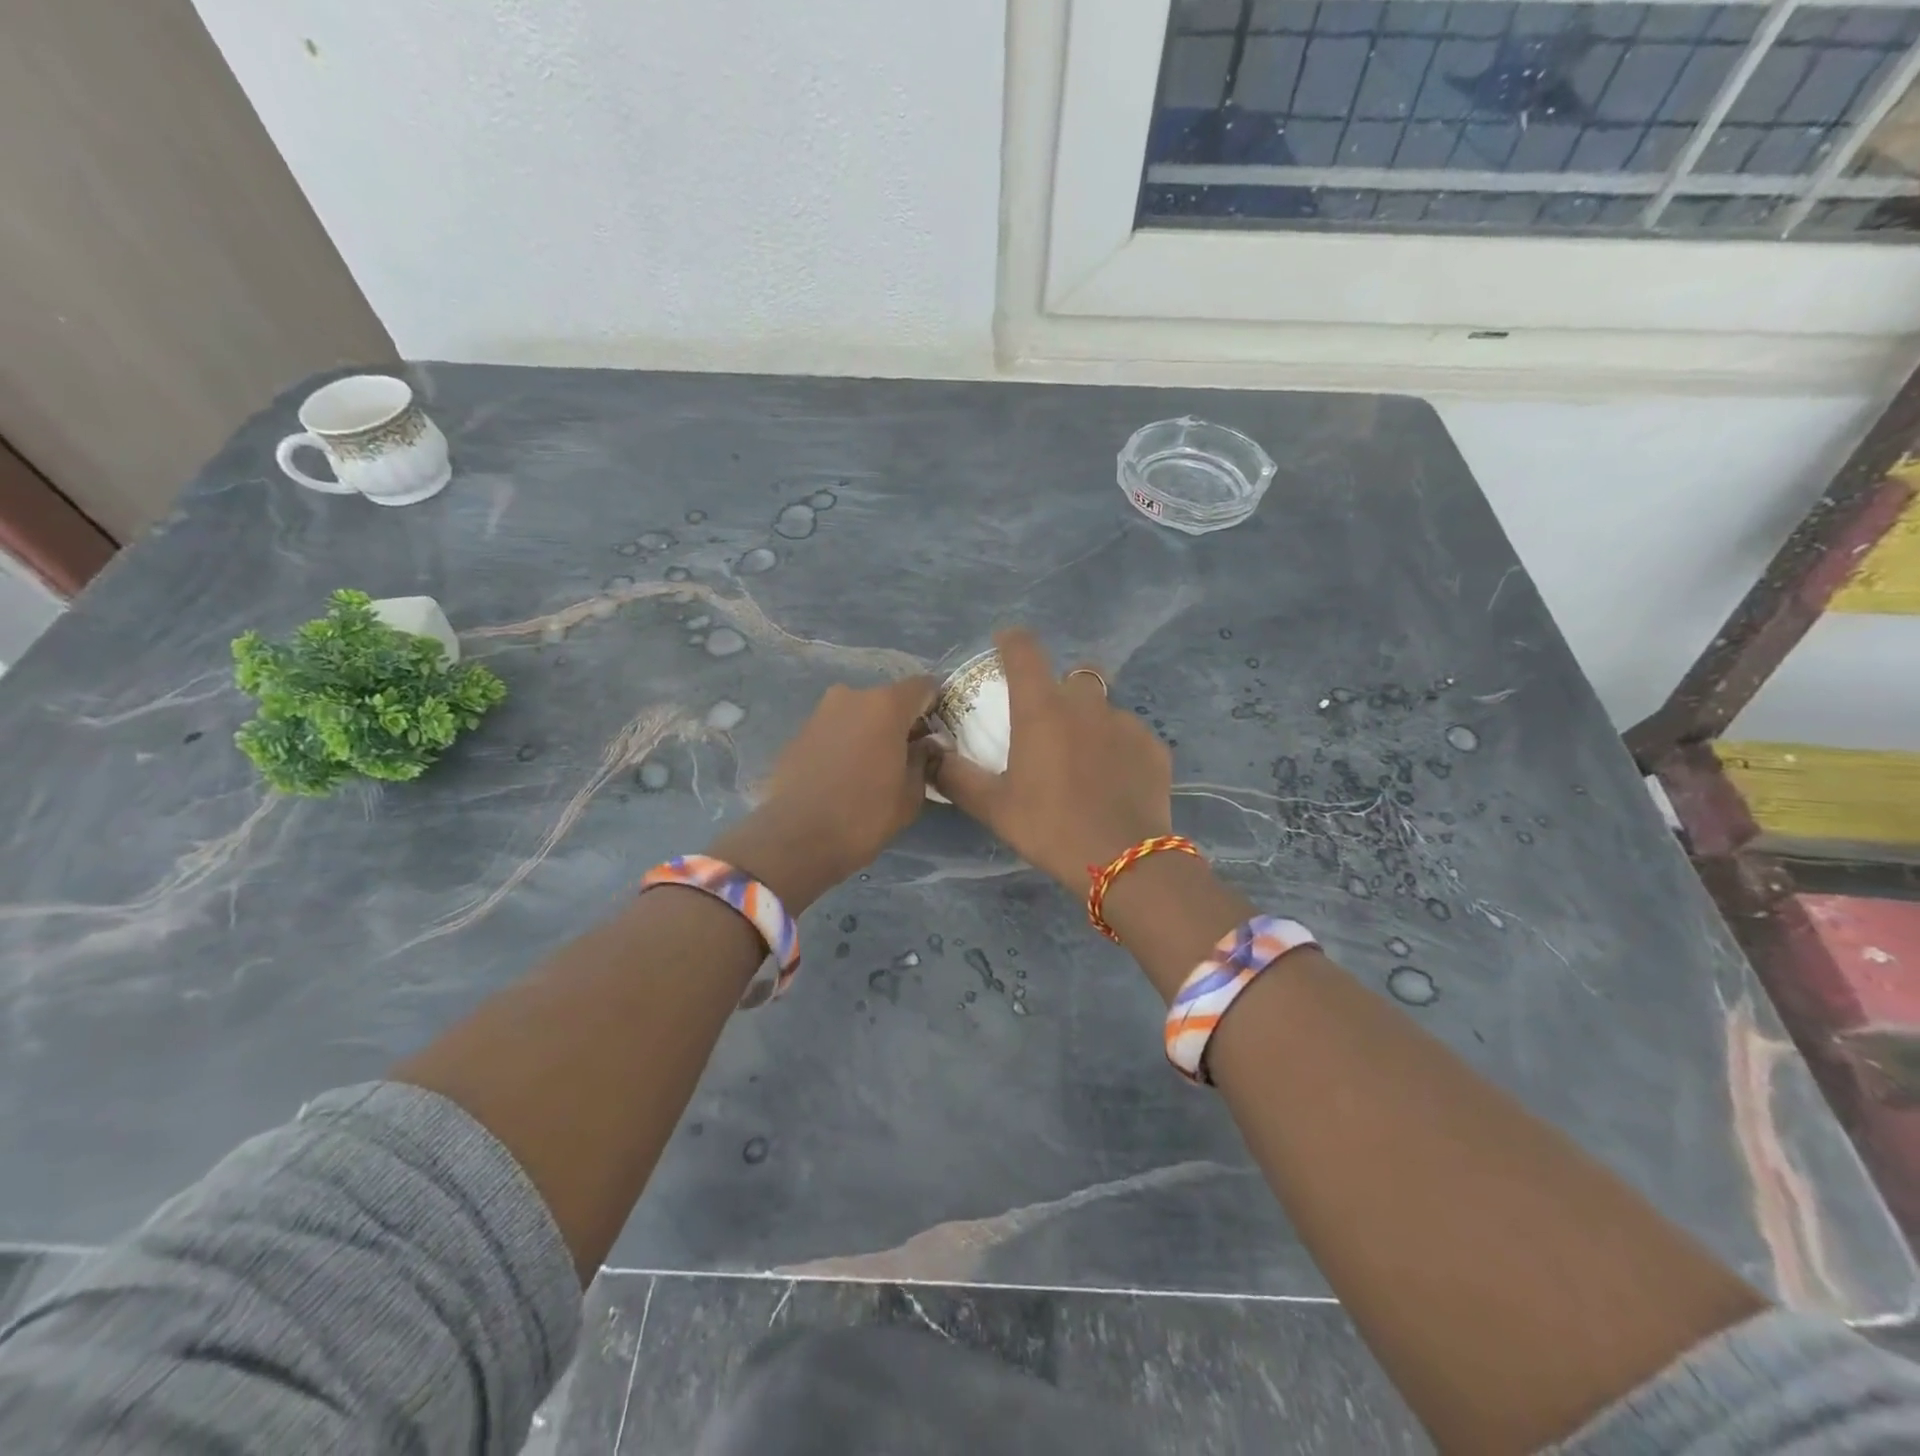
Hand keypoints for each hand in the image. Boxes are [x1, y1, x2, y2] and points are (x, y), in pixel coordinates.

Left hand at [713, 675, 938, 909]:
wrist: (798, 839)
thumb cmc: (866, 814)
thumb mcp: (912, 793)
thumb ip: (923, 759)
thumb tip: (925, 745)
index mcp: (885, 704)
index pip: (923, 686)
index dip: (935, 705)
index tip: (937, 731)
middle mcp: (851, 696)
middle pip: (887, 700)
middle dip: (899, 721)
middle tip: (906, 753)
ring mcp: (820, 713)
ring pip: (857, 714)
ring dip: (869, 732)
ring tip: (873, 767)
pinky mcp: (798, 734)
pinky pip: (833, 731)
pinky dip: (844, 744)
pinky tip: (844, 775)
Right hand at [932, 628, 1171, 890]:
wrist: (1123, 860)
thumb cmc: (1049, 827)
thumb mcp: (993, 807)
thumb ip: (956, 776)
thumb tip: (930, 755)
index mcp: (1042, 709)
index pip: (1024, 649)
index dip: (1011, 641)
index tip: (1004, 646)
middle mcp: (1086, 703)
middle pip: (1073, 675)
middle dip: (1060, 691)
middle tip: (1050, 727)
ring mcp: (1126, 722)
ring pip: (1104, 707)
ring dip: (1091, 723)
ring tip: (1085, 763)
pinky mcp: (1154, 746)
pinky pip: (1130, 735)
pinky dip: (1118, 748)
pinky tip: (1114, 782)